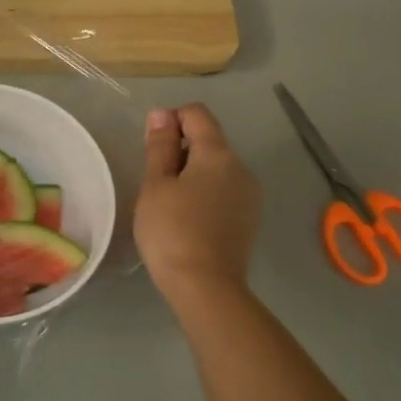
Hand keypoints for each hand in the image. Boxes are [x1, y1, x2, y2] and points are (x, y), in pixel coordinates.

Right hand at [135, 104, 260, 306]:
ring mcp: (249, 195)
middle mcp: (241, 168)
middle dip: (180, 151)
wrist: (205, 286)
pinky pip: (223, 192)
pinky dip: (204, 194)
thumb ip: (160, 147)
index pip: (197, 114)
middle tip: (154, 183)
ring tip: (168, 205)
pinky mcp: (248, 219)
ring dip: (191, 174)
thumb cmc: (172, 230)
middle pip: (208, 141)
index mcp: (218, 154)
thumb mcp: (156, 185)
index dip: (170, 120)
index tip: (151, 148)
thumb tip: (162, 114)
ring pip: (216, 169)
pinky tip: (187, 220)